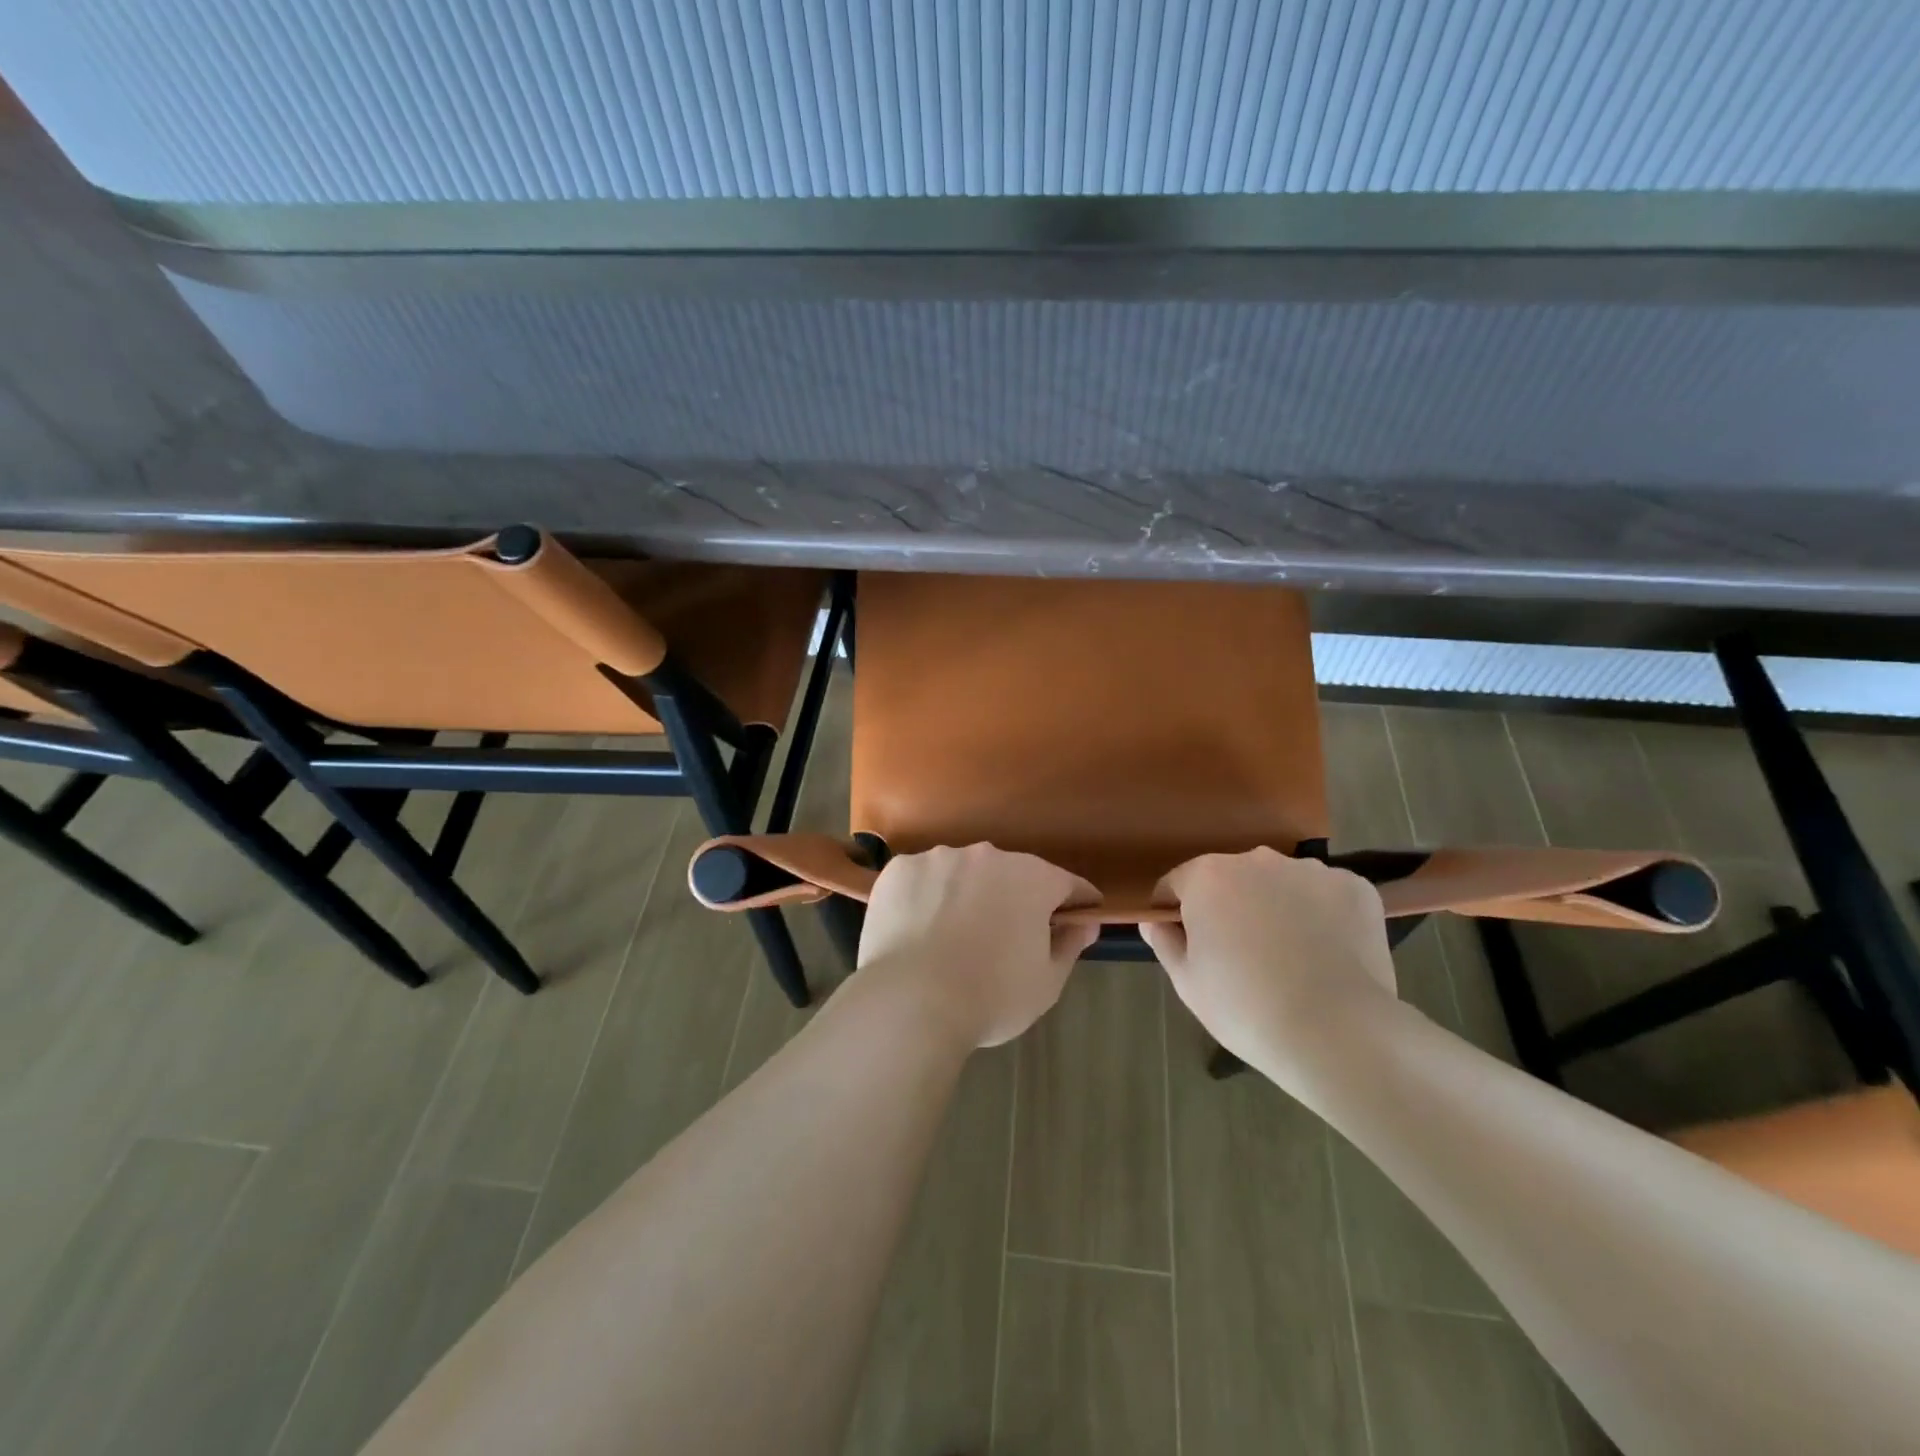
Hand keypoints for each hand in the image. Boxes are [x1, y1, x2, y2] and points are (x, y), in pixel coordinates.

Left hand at [857, 844, 1099, 1047]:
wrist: (910, 1001)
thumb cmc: (991, 996)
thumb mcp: (1046, 983)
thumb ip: (1069, 945)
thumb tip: (1085, 923)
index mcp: (1031, 878)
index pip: (1066, 883)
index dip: (1076, 901)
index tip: (1078, 915)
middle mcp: (987, 855)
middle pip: (1010, 874)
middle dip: (1014, 898)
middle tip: (1006, 936)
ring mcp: (939, 858)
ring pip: (962, 873)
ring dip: (966, 894)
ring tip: (953, 935)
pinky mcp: (900, 869)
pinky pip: (922, 880)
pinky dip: (925, 897)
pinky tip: (918, 929)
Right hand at [1140, 848, 1397, 1072]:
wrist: (1338, 1033)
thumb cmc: (1246, 1008)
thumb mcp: (1187, 983)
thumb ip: (1165, 942)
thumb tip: (1155, 920)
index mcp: (1208, 877)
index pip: (1177, 883)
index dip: (1175, 911)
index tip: (1184, 941)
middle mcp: (1257, 859)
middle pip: (1230, 879)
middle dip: (1229, 906)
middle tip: (1239, 954)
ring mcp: (1311, 870)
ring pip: (1280, 884)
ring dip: (1276, 906)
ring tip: (1290, 956)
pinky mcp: (1355, 888)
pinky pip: (1325, 895)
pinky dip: (1321, 915)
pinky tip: (1327, 953)